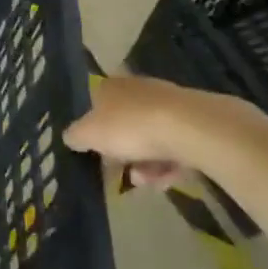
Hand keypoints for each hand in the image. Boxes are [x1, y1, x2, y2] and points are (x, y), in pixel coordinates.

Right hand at [63, 75, 242, 188]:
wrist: (193, 129)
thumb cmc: (131, 127)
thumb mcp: (88, 134)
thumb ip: (75, 136)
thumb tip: (71, 137)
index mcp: (110, 86)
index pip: (95, 103)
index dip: (93, 130)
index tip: (95, 153)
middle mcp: (139, 89)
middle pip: (125, 124)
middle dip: (122, 152)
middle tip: (121, 173)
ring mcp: (170, 104)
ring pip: (151, 138)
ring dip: (146, 164)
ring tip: (147, 182)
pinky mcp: (196, 122)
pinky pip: (176, 146)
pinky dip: (170, 164)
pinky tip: (169, 180)